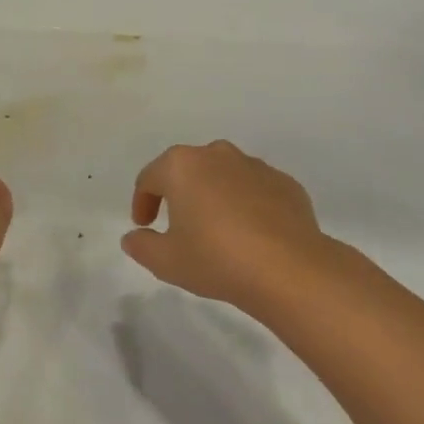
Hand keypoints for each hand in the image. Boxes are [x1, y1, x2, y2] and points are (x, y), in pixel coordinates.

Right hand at [123, 141, 345, 318]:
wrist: (289, 269)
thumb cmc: (216, 258)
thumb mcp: (166, 261)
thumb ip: (141, 245)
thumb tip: (133, 237)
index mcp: (182, 166)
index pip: (150, 178)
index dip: (142, 202)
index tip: (144, 226)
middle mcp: (217, 155)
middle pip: (188, 170)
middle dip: (179, 193)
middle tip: (178, 225)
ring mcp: (255, 166)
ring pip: (223, 176)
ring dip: (214, 196)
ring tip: (216, 230)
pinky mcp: (285, 183)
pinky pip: (254, 189)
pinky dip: (246, 204)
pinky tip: (249, 234)